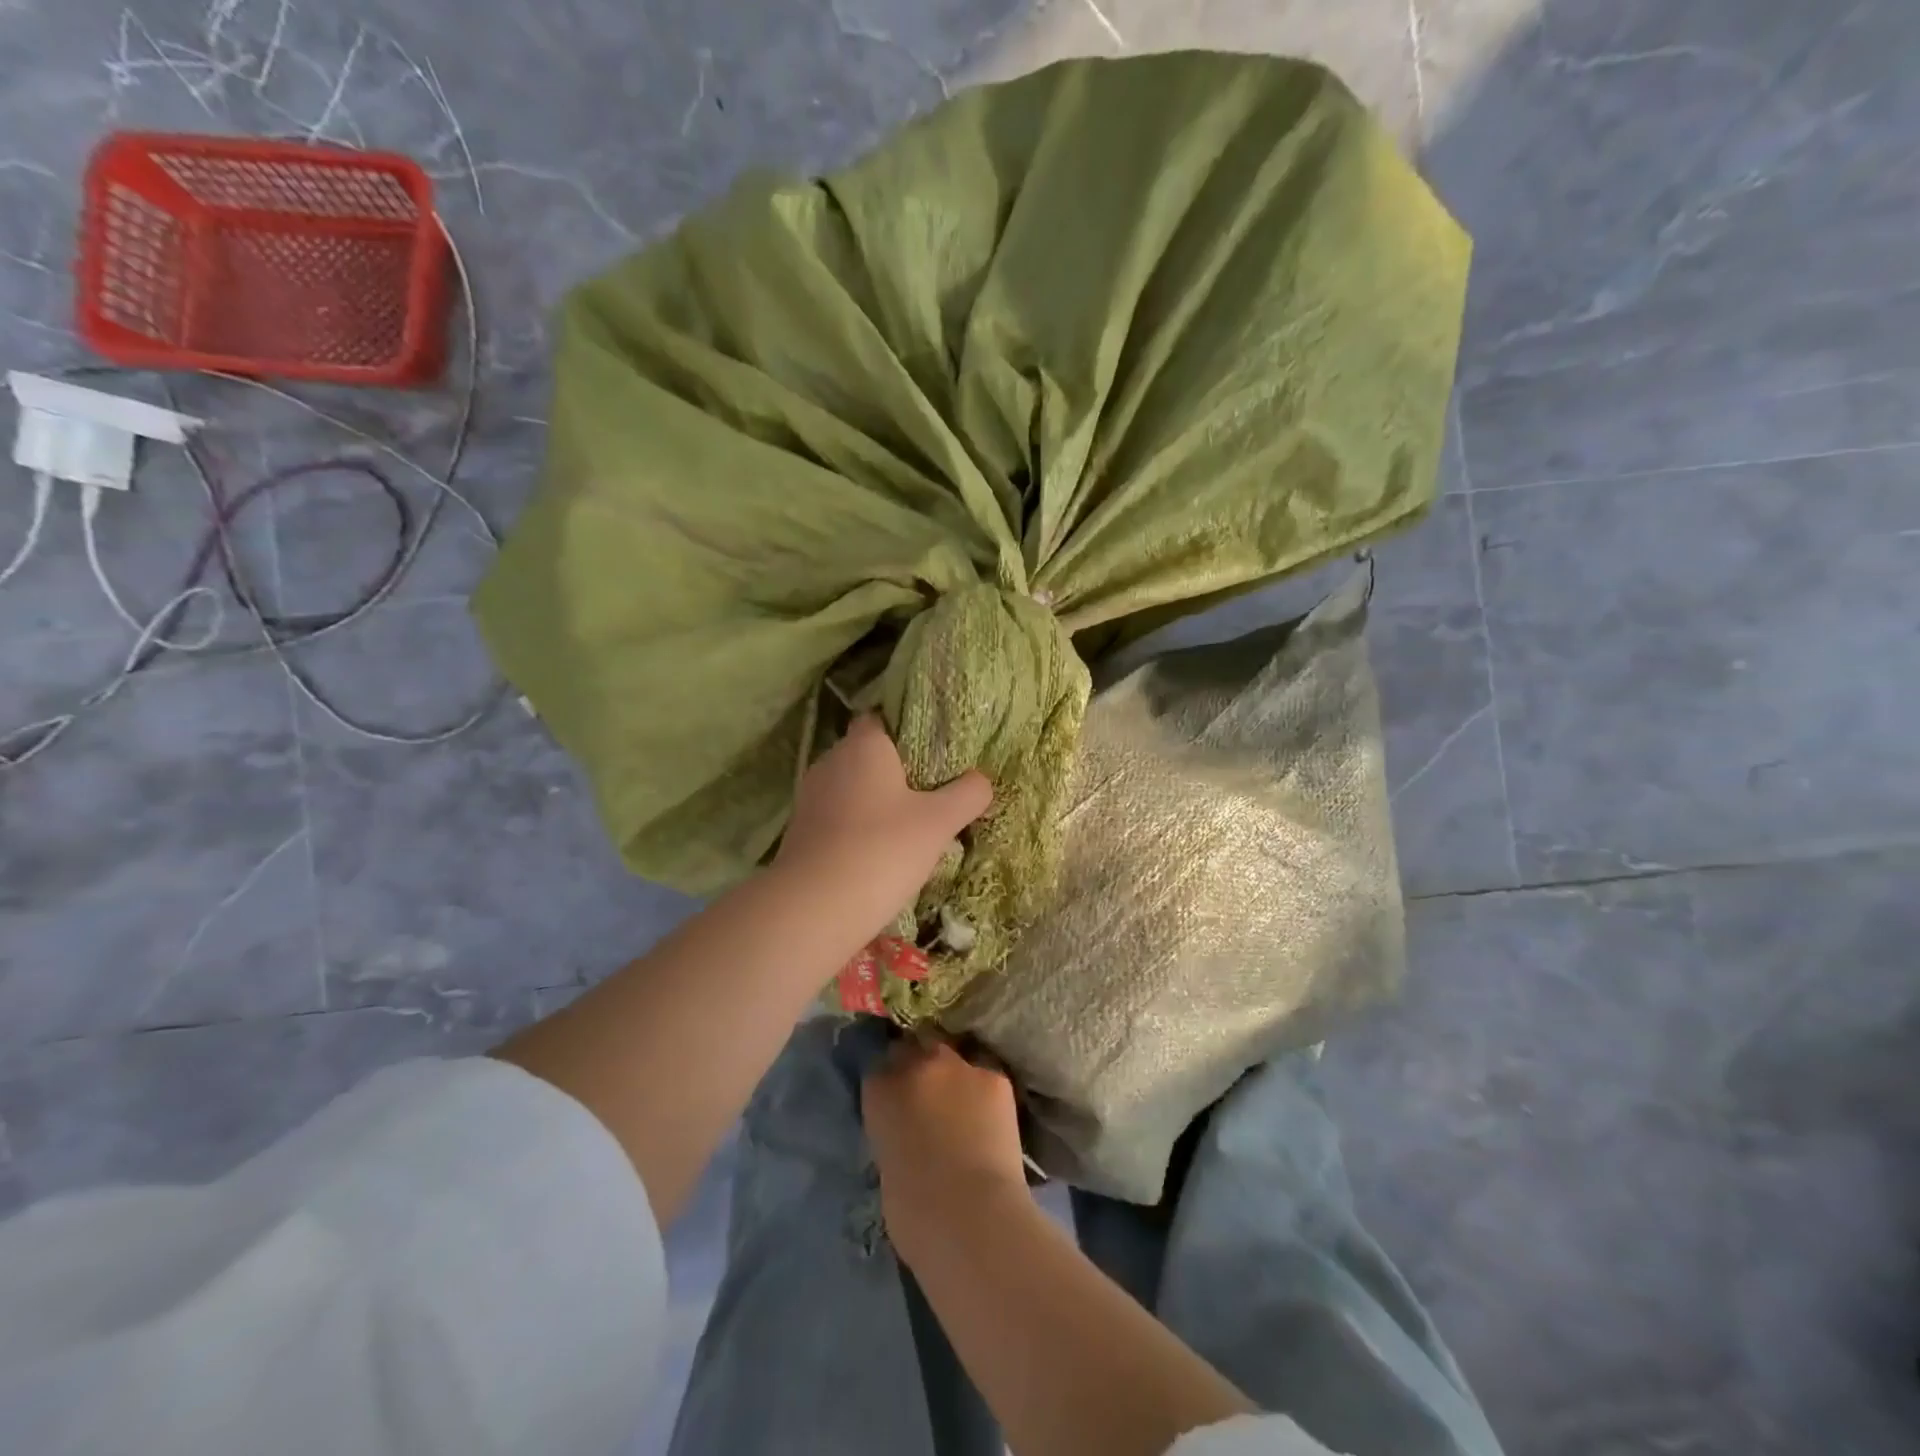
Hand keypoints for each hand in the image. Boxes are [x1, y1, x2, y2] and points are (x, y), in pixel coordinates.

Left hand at [776, 714, 991, 940]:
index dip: (909, 731)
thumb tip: (982, 780)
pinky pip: (839, 817)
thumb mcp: (939, 822)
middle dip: (898, 771)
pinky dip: (858, 827)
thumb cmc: (881, 850)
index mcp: (864, 745)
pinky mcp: (801, 831)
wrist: (814, 908)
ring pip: (853, 789)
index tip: (936, 751)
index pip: (883, 719)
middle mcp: (832, 761)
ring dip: (878, 803)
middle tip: (933, 792)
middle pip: (869, 755)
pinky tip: (880, 852)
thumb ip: (967, 794)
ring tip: (911, 826)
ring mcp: (811, 796)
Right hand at [862, 1037, 1029, 1261]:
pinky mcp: (995, 1077)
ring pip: (953, 1061)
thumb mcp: (886, 1164)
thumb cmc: (915, 1213)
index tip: (896, 1102)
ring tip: (963, 1111)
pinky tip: (990, 1122)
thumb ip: (893, 1130)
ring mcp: (959, 1066)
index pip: (878, 1068)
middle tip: (929, 1103)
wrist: (972, 1216)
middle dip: (919, 1070)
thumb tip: (907, 1127)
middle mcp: (917, 1065)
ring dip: (954, 1079)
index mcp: (879, 1090)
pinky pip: (985, 1079)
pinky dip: (985, 1096)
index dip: (889, 1084)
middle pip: (915, 1051)